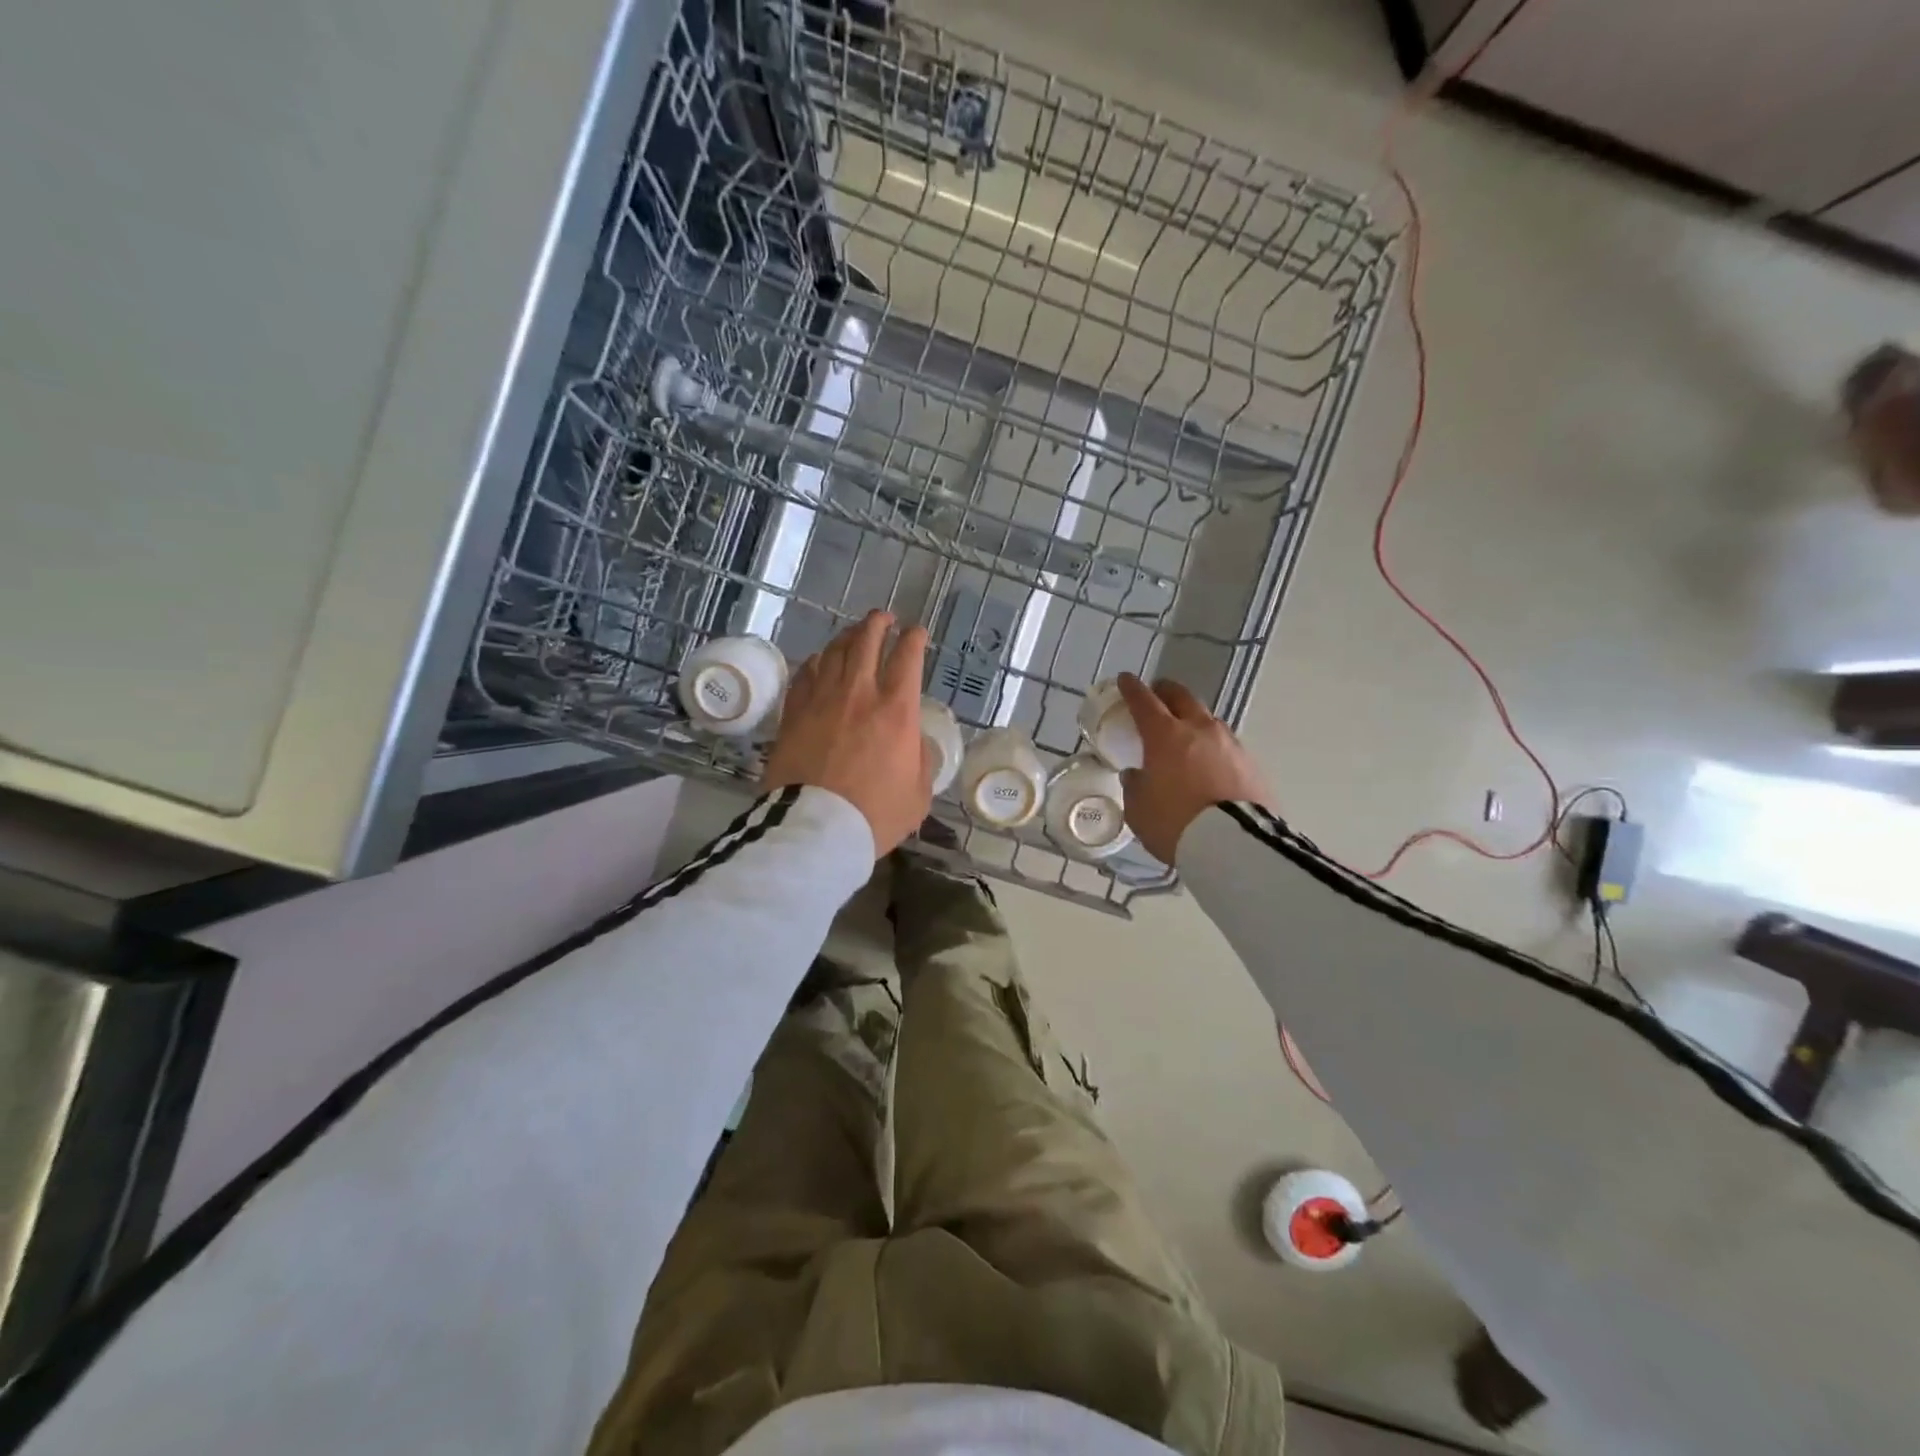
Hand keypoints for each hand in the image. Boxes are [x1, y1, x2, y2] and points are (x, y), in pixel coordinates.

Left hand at [764, 611, 932, 856]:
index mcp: (897, 710)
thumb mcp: (918, 794)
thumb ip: (921, 759)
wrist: (815, 829)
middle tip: (883, 618)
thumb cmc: (875, 815)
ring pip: (833, 651)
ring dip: (847, 636)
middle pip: (866, 640)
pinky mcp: (793, 712)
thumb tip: (913, 740)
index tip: (917, 632)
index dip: (914, 639)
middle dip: (878, 623)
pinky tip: (819, 662)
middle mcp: (859, 693)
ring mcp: (822, 699)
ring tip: (854, 634)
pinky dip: (816, 662)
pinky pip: (805, 674)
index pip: (908, 657)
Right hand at [1117, 674, 1274, 864]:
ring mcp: (1230, 744)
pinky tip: (1209, 761)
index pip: (1144, 701)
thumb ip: (1135, 786)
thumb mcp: (1139, 810)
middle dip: (1166, 692)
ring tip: (1185, 732)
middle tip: (1156, 694)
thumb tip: (1137, 774)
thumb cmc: (1175, 823)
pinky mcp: (1251, 763)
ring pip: (1207, 719)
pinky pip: (1226, 744)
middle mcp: (1199, 730)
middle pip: (1181, 697)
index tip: (1125, 680)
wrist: (1235, 845)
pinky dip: (1212, 746)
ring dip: (1193, 718)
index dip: (1132, 689)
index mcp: (1165, 735)